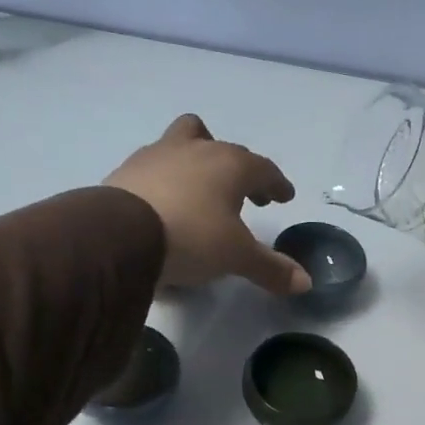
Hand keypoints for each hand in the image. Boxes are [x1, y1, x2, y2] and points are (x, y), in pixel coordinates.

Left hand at [105, 115, 311, 294]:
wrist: (118, 235)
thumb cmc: (191, 237)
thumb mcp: (236, 257)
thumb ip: (270, 268)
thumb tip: (306, 283)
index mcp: (229, 164)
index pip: (263, 168)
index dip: (276, 183)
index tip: (283, 196)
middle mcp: (195, 150)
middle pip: (222, 146)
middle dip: (237, 169)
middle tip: (244, 195)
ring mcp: (156, 156)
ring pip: (182, 142)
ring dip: (195, 162)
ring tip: (198, 192)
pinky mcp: (125, 171)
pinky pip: (153, 169)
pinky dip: (164, 181)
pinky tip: (163, 206)